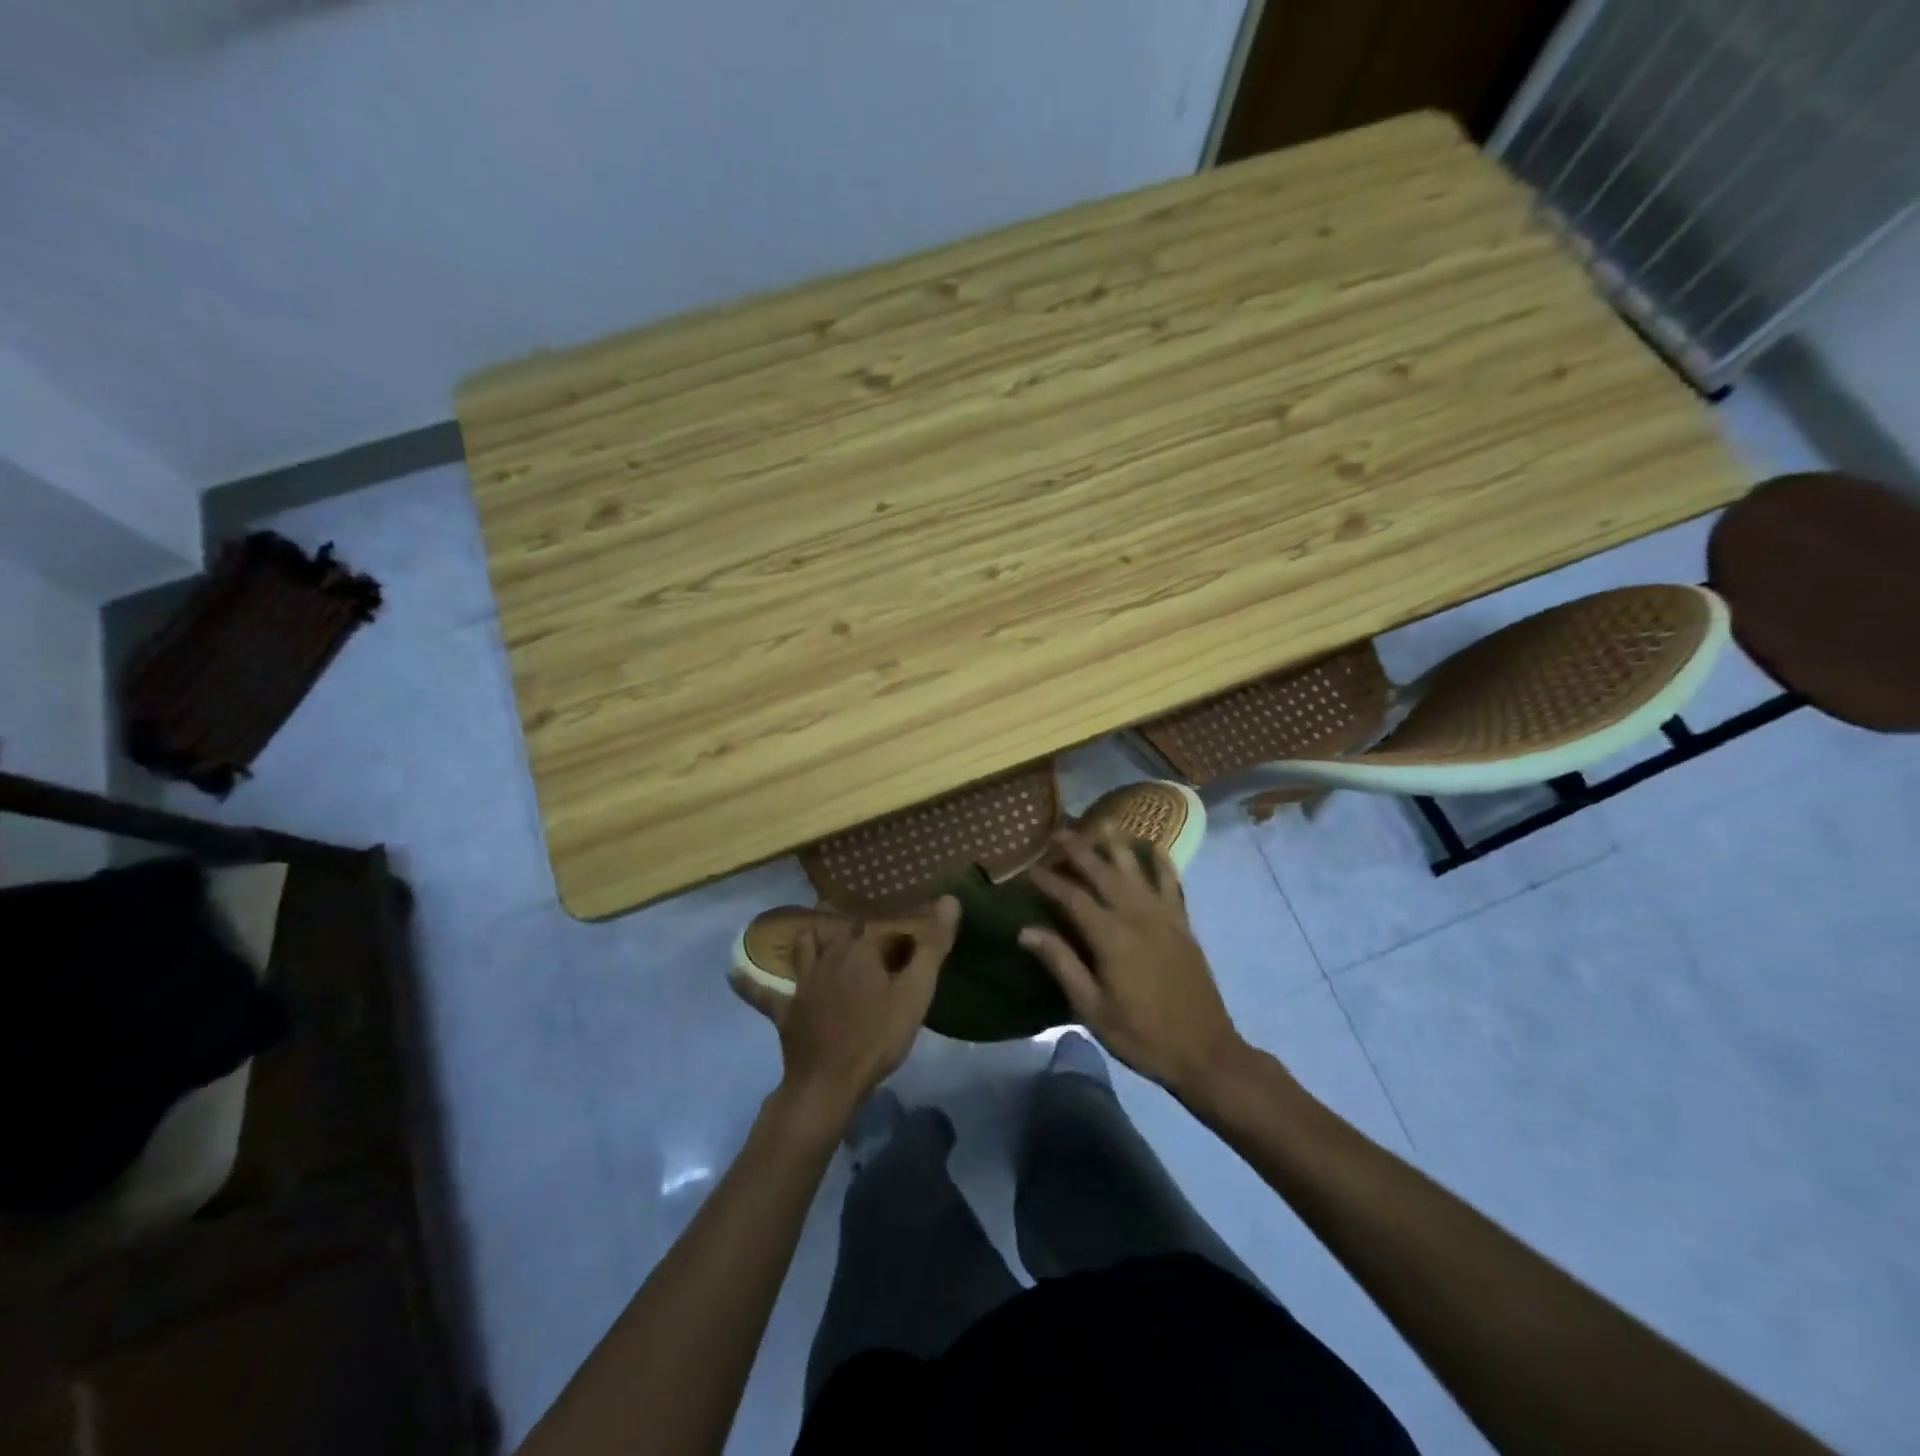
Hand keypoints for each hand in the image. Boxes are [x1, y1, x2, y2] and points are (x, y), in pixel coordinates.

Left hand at [733, 899, 959, 1126]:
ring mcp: (803, 983)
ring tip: (820, 931)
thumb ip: (932, 946)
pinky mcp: (785, 1009)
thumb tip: (950, 899)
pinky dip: (750, 982)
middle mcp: (829, 956)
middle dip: (859, 929)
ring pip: (805, 947)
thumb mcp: (915, 993)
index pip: (883, 929)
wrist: (828, 1084)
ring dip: (813, 937)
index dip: (899, 935)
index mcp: (861, 950)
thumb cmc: (877, 1037)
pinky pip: (762, 992)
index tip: (912, 945)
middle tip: (873, 934)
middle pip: (844, 932)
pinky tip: (733, 972)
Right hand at [1023, 831, 1245, 1099]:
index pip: (1072, 897)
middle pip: (1103, 872)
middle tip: (1059, 833)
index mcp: (1111, 937)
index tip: (1028, 868)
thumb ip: (1061, 964)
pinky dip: (1161, 862)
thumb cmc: (1141, 1035)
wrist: (1204, 1051)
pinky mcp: (1183, 925)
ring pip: (1138, 869)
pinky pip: (1172, 883)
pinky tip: (1154, 848)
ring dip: (1119, 844)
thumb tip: (1025, 930)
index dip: (1048, 880)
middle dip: (1079, 850)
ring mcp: (1165, 917)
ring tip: (1105, 823)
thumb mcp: (1092, 1008)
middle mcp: (1137, 916)